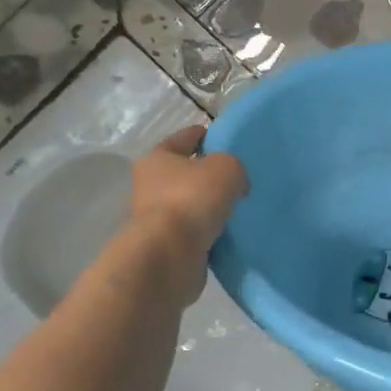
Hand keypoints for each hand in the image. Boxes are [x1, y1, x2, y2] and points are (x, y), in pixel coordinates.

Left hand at [117, 126, 249, 307]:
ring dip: (209, 206)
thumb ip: (234, 166)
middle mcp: (151, 185)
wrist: (169, 255)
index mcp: (157, 158)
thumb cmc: (192, 199)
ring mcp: (157, 218)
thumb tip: (234, 185)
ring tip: (238, 207)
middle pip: (186, 172)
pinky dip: (209, 230)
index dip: (206, 135)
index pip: (185, 138)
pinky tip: (230, 231)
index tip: (227, 141)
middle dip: (209, 174)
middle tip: (239, 178)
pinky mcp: (167, 245)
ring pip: (191, 203)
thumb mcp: (226, 168)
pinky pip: (195, 231)